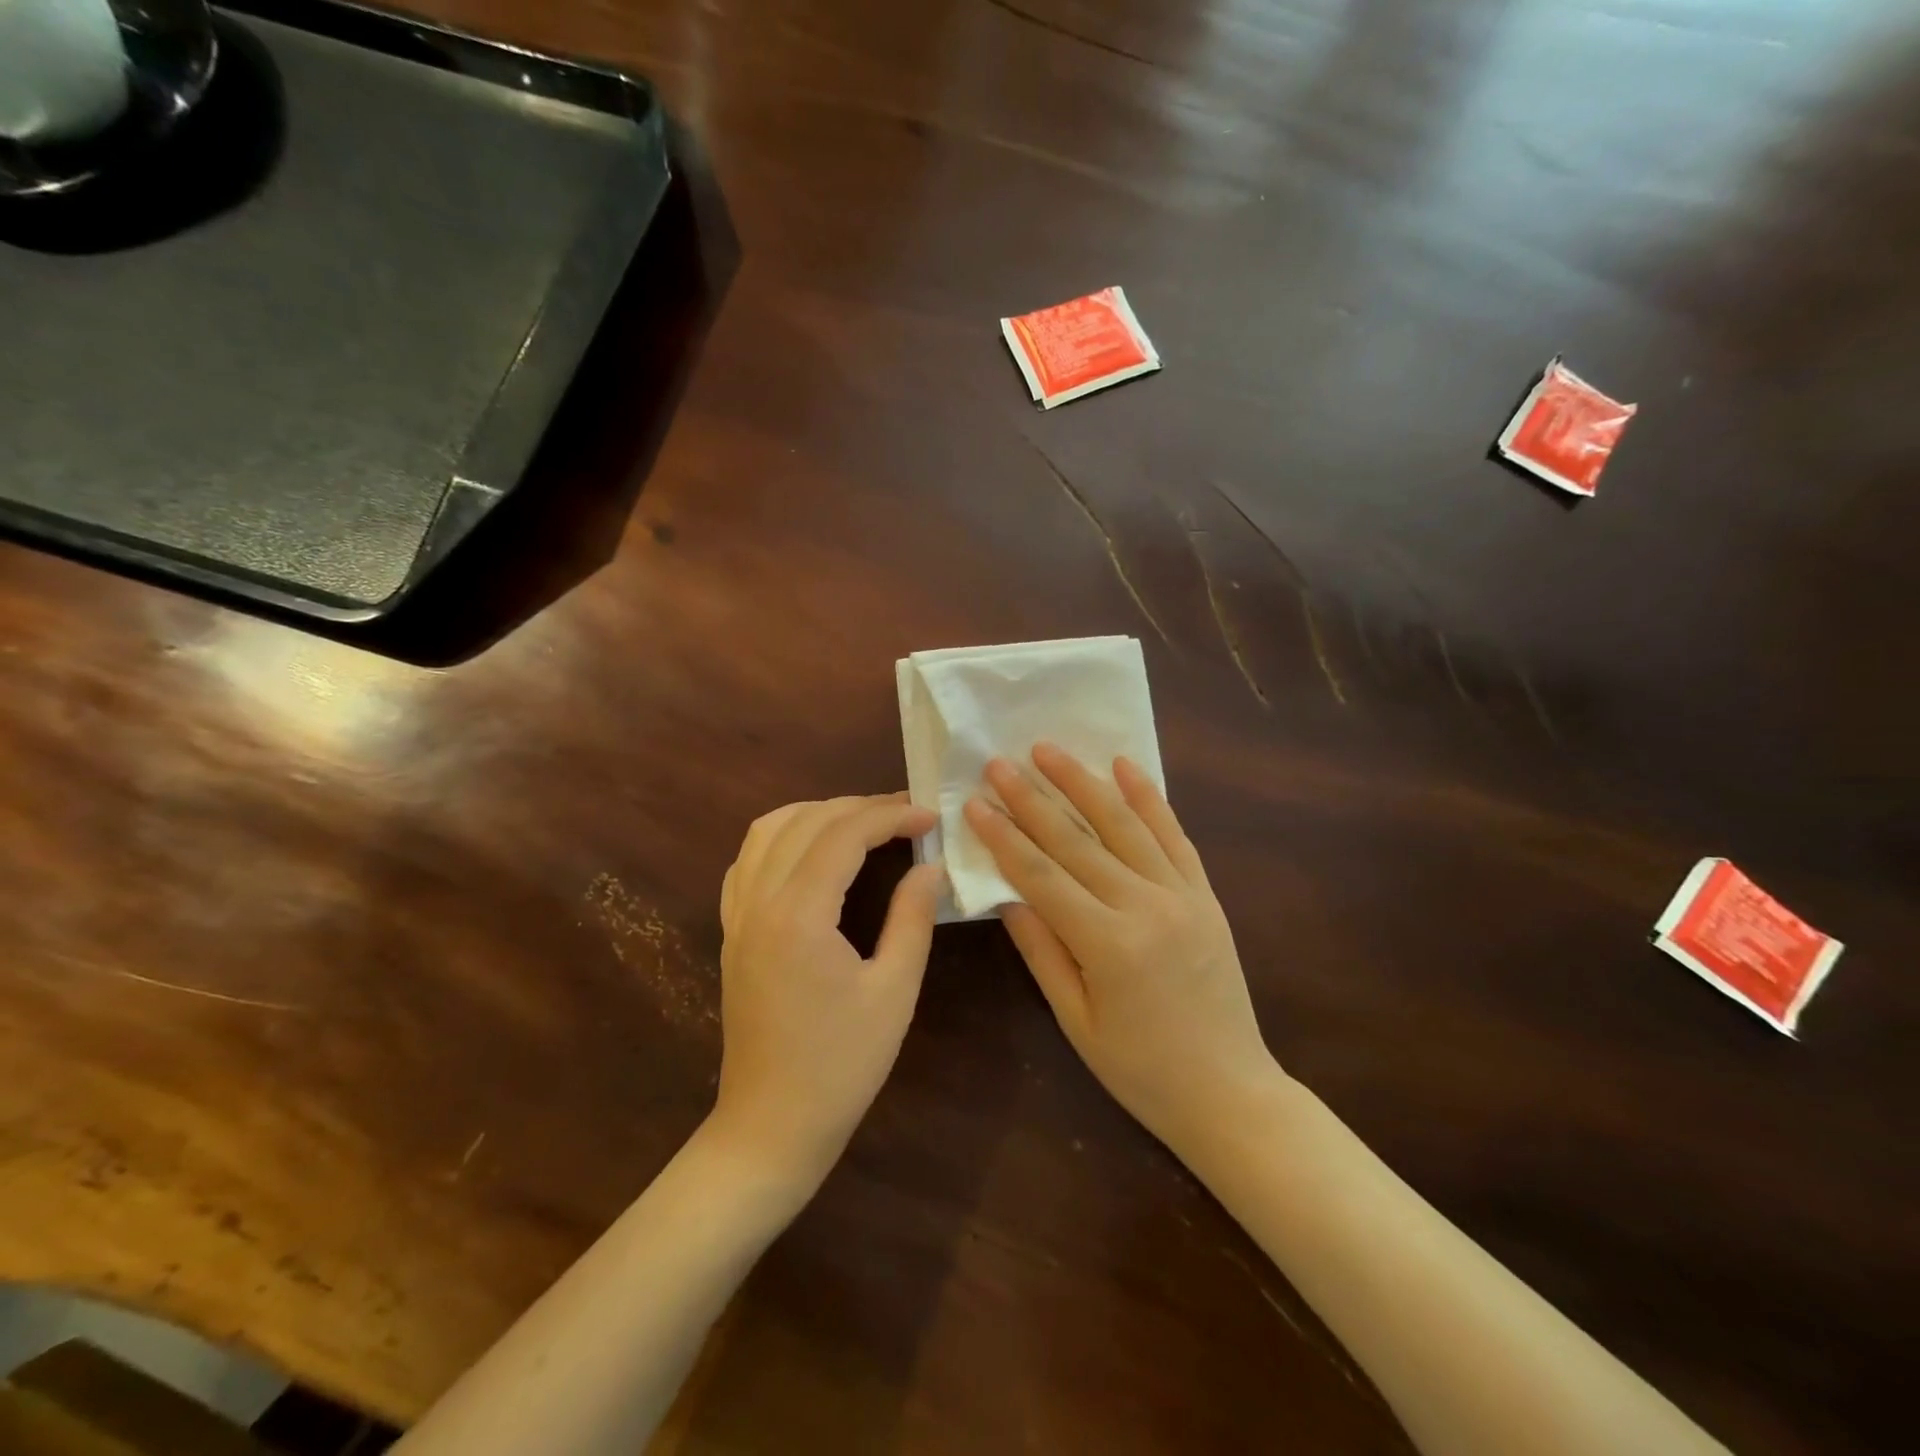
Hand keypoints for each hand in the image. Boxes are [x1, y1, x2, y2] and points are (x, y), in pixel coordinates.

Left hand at [712, 793, 942, 1194]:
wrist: (771, 1126)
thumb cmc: (841, 1065)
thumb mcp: (893, 992)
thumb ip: (912, 918)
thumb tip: (931, 868)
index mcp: (799, 914)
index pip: (844, 834)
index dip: (891, 815)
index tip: (931, 816)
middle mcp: (759, 901)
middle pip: (806, 822)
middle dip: (860, 807)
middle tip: (908, 815)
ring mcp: (738, 915)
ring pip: (768, 831)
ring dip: (817, 813)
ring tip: (863, 822)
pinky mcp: (732, 932)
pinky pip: (748, 861)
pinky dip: (782, 837)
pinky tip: (811, 852)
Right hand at [965, 745, 1278, 1152]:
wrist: (1230, 1092)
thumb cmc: (1141, 1070)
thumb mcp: (1077, 1020)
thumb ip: (1042, 952)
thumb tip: (1005, 897)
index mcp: (1108, 945)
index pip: (1041, 875)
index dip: (1004, 837)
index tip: (975, 803)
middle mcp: (1146, 907)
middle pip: (1076, 841)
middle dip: (1032, 798)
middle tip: (999, 762)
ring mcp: (1181, 895)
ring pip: (1124, 824)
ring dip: (1083, 782)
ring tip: (1049, 749)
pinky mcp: (1205, 894)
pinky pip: (1174, 835)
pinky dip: (1149, 798)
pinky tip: (1125, 765)